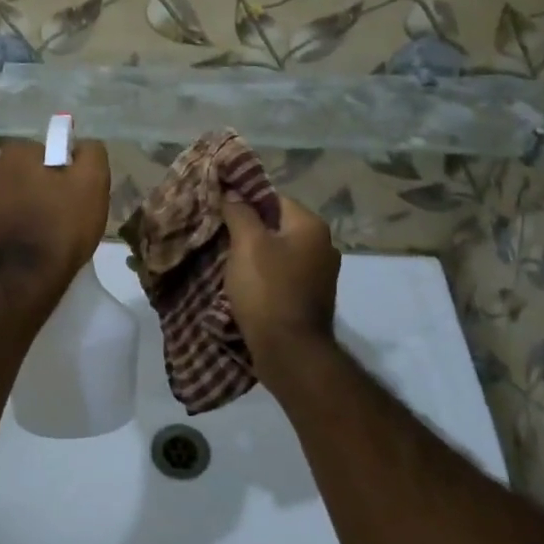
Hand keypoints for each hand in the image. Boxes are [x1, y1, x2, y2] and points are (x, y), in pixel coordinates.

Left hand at [0, 139, 110, 308]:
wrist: (25, 282)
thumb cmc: (61, 228)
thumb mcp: (92, 184)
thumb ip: (90, 154)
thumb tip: (81, 146)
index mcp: (13, 155)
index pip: (41, 152)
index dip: (59, 171)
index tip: (69, 193)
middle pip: (18, 175)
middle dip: (34, 188)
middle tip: (56, 215)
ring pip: (2, 199)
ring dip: (16, 209)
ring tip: (38, 235)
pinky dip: (3, 232)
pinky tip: (19, 250)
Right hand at [222, 195, 339, 386]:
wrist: (289, 350)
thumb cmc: (267, 290)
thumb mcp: (247, 244)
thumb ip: (240, 213)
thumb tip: (233, 193)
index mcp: (311, 226)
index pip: (274, 198)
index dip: (245, 201)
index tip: (220, 209)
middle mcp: (323, 245)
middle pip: (278, 225)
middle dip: (249, 229)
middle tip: (220, 235)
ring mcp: (321, 274)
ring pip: (280, 251)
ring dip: (256, 254)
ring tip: (228, 261)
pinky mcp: (312, 297)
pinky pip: (284, 274)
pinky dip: (266, 275)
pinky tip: (246, 284)